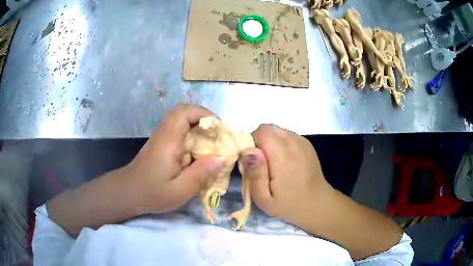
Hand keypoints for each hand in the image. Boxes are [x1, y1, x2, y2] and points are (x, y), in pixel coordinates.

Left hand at [126, 104, 224, 213]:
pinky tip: (196, 150)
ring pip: (180, 118)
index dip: (205, 114)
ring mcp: (160, 136)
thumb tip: (222, 158)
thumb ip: (201, 174)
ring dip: (197, 124)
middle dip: (203, 117)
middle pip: (183, 110)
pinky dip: (190, 133)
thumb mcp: (179, 191)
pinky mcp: (160, 142)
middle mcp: (164, 133)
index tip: (219, 130)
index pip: (185, 112)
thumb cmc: (152, 193)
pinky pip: (177, 128)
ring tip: (209, 142)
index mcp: (169, 141)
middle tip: (216, 134)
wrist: (128, 192)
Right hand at [241, 124, 331, 227]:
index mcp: (284, 157)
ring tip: (273, 164)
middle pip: (269, 128)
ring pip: (278, 130)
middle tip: (261, 164)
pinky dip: (280, 143)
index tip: (253, 162)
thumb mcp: (264, 199)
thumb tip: (248, 150)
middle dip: (259, 141)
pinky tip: (285, 161)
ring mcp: (303, 142)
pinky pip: (287, 135)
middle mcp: (295, 144)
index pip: (261, 132)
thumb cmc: (289, 205)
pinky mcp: (307, 144)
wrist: (317, 204)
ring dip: (270, 142)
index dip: (252, 143)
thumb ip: (255, 174)